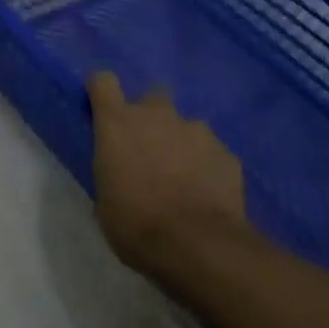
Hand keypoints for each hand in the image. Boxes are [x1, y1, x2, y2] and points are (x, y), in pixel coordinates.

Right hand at [87, 70, 251, 280]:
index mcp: (118, 122)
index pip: (103, 81)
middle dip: (151, 118)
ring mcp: (196, 129)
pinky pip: (212, 152)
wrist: (197, 246)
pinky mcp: (226, 152)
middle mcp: (157, 114)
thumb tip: (120, 168)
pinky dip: (208, 166)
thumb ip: (113, 168)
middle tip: (150, 152)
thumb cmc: (136, 224)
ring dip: (181, 144)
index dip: (102, 92)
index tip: (103, 110)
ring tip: (185, 180)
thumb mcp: (105, 199)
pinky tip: (208, 195)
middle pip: (152, 97)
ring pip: (186, 126)